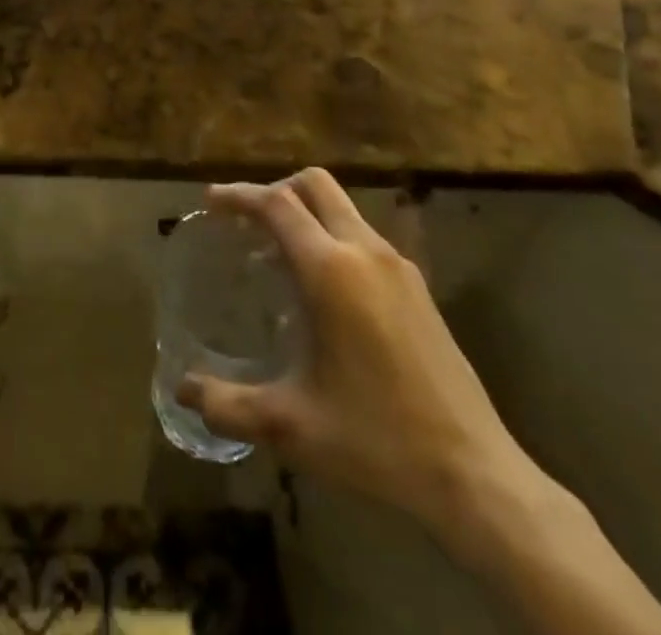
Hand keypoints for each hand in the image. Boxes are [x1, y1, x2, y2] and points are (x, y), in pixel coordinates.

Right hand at [178, 169, 546, 563]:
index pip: (276, 204)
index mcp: (332, 270)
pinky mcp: (418, 288)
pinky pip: (363, 236)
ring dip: (304, 214)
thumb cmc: (376, 442)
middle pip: (315, 185)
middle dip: (274, 190)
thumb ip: (228, 405)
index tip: (210, 201)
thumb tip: (184, 390)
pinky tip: (321, 291)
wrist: (476, 475)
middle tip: (244, 222)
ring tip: (274, 256)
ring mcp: (398, 267)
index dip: (239, 194)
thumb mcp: (291, 427)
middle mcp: (365, 252)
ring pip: (343, 208)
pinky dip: (331, 237)